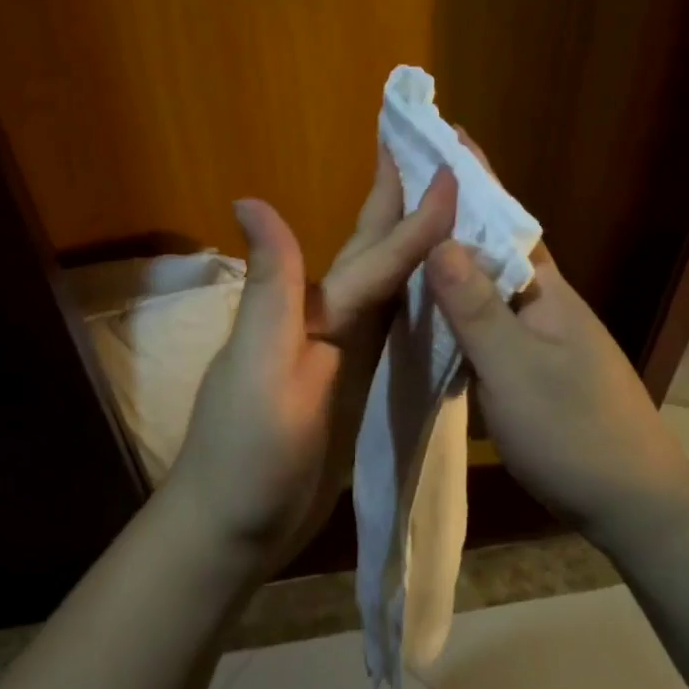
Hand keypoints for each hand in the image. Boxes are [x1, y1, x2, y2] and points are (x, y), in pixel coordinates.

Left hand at [167, 152, 457, 569]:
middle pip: (373, 256)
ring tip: (450, 213)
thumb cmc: (246, 454)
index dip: (415, 218)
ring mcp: (343, 357)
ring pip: (388, 291)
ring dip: (415, 250)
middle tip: (437, 159)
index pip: (373, 258)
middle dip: (402, 207)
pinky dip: (416, 304)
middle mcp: (328, 322)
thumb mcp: (257, 367)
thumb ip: (272, 288)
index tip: (453, 170)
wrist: (235, 529)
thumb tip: (251, 197)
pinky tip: (440, 293)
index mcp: (311, 313)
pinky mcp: (356, 388)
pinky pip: (393, 334)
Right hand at [423, 148, 688, 543]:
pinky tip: (436, 312)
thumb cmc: (573, 431)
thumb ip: (477, 308)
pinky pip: (491, 321)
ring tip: (409, 239)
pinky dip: (461, 306)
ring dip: (457, 258)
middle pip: (496, 246)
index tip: (443, 132)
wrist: (632, 501)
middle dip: (456, 211)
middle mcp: (546, 303)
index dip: (475, 176)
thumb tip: (440, 239)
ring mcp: (544, 337)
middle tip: (407, 185)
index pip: (505, 217)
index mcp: (545, 290)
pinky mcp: (537, 368)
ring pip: (491, 286)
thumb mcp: (515, 369)